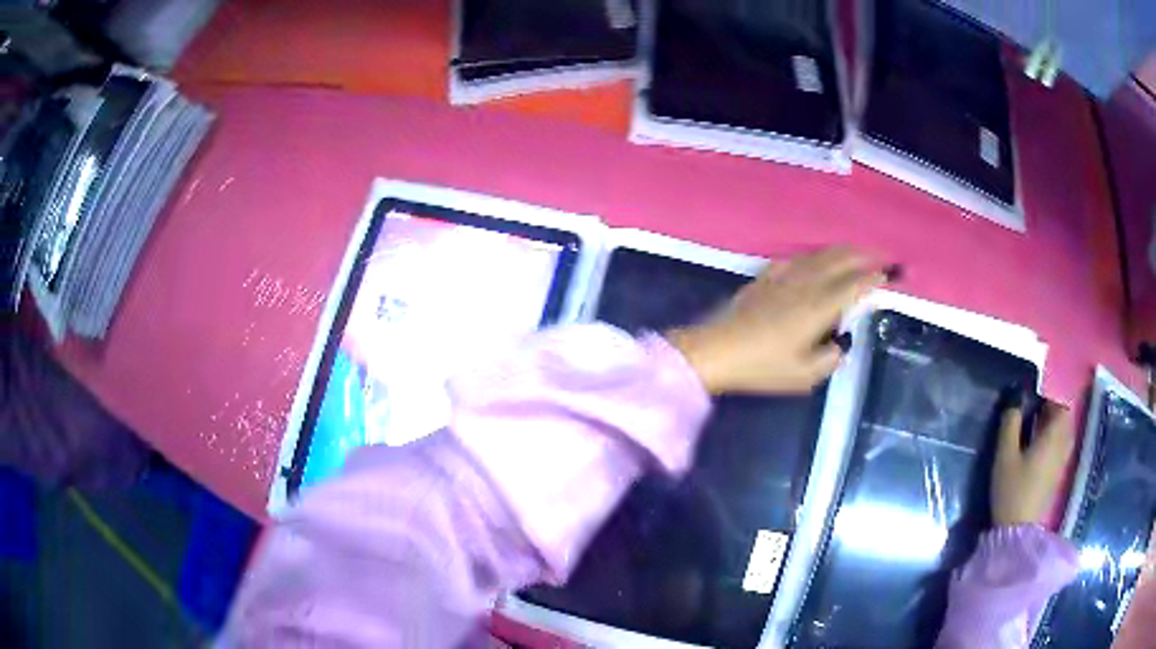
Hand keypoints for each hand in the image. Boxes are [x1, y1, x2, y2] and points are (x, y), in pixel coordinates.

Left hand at [666, 248, 886, 394]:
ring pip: (821, 254)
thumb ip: (831, 358)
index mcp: (819, 306)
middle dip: (866, 255)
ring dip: (844, 251)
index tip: (891, 274)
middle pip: (841, 259)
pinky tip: (818, 260)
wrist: (716, 350)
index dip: (876, 276)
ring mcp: (784, 275)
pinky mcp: (767, 276)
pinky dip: (817, 255)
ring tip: (858, 253)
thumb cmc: (762, 366)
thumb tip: (841, 344)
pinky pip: (799, 258)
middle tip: (883, 257)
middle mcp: (806, 283)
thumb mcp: (804, 375)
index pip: (855, 283)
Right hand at [991, 399, 1073, 526]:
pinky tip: (1039, 450)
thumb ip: (1010, 423)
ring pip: (1064, 433)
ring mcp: (1062, 461)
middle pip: (1064, 418)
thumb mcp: (1005, 455)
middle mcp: (1063, 444)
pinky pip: (1062, 447)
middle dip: (1052, 411)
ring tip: (1036, 430)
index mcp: (1054, 434)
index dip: (1049, 396)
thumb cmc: (1012, 489)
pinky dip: (1054, 441)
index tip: (1033, 399)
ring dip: (1054, 426)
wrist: (1017, 531)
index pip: (1060, 403)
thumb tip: (1015, 396)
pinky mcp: (1058, 475)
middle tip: (1033, 413)